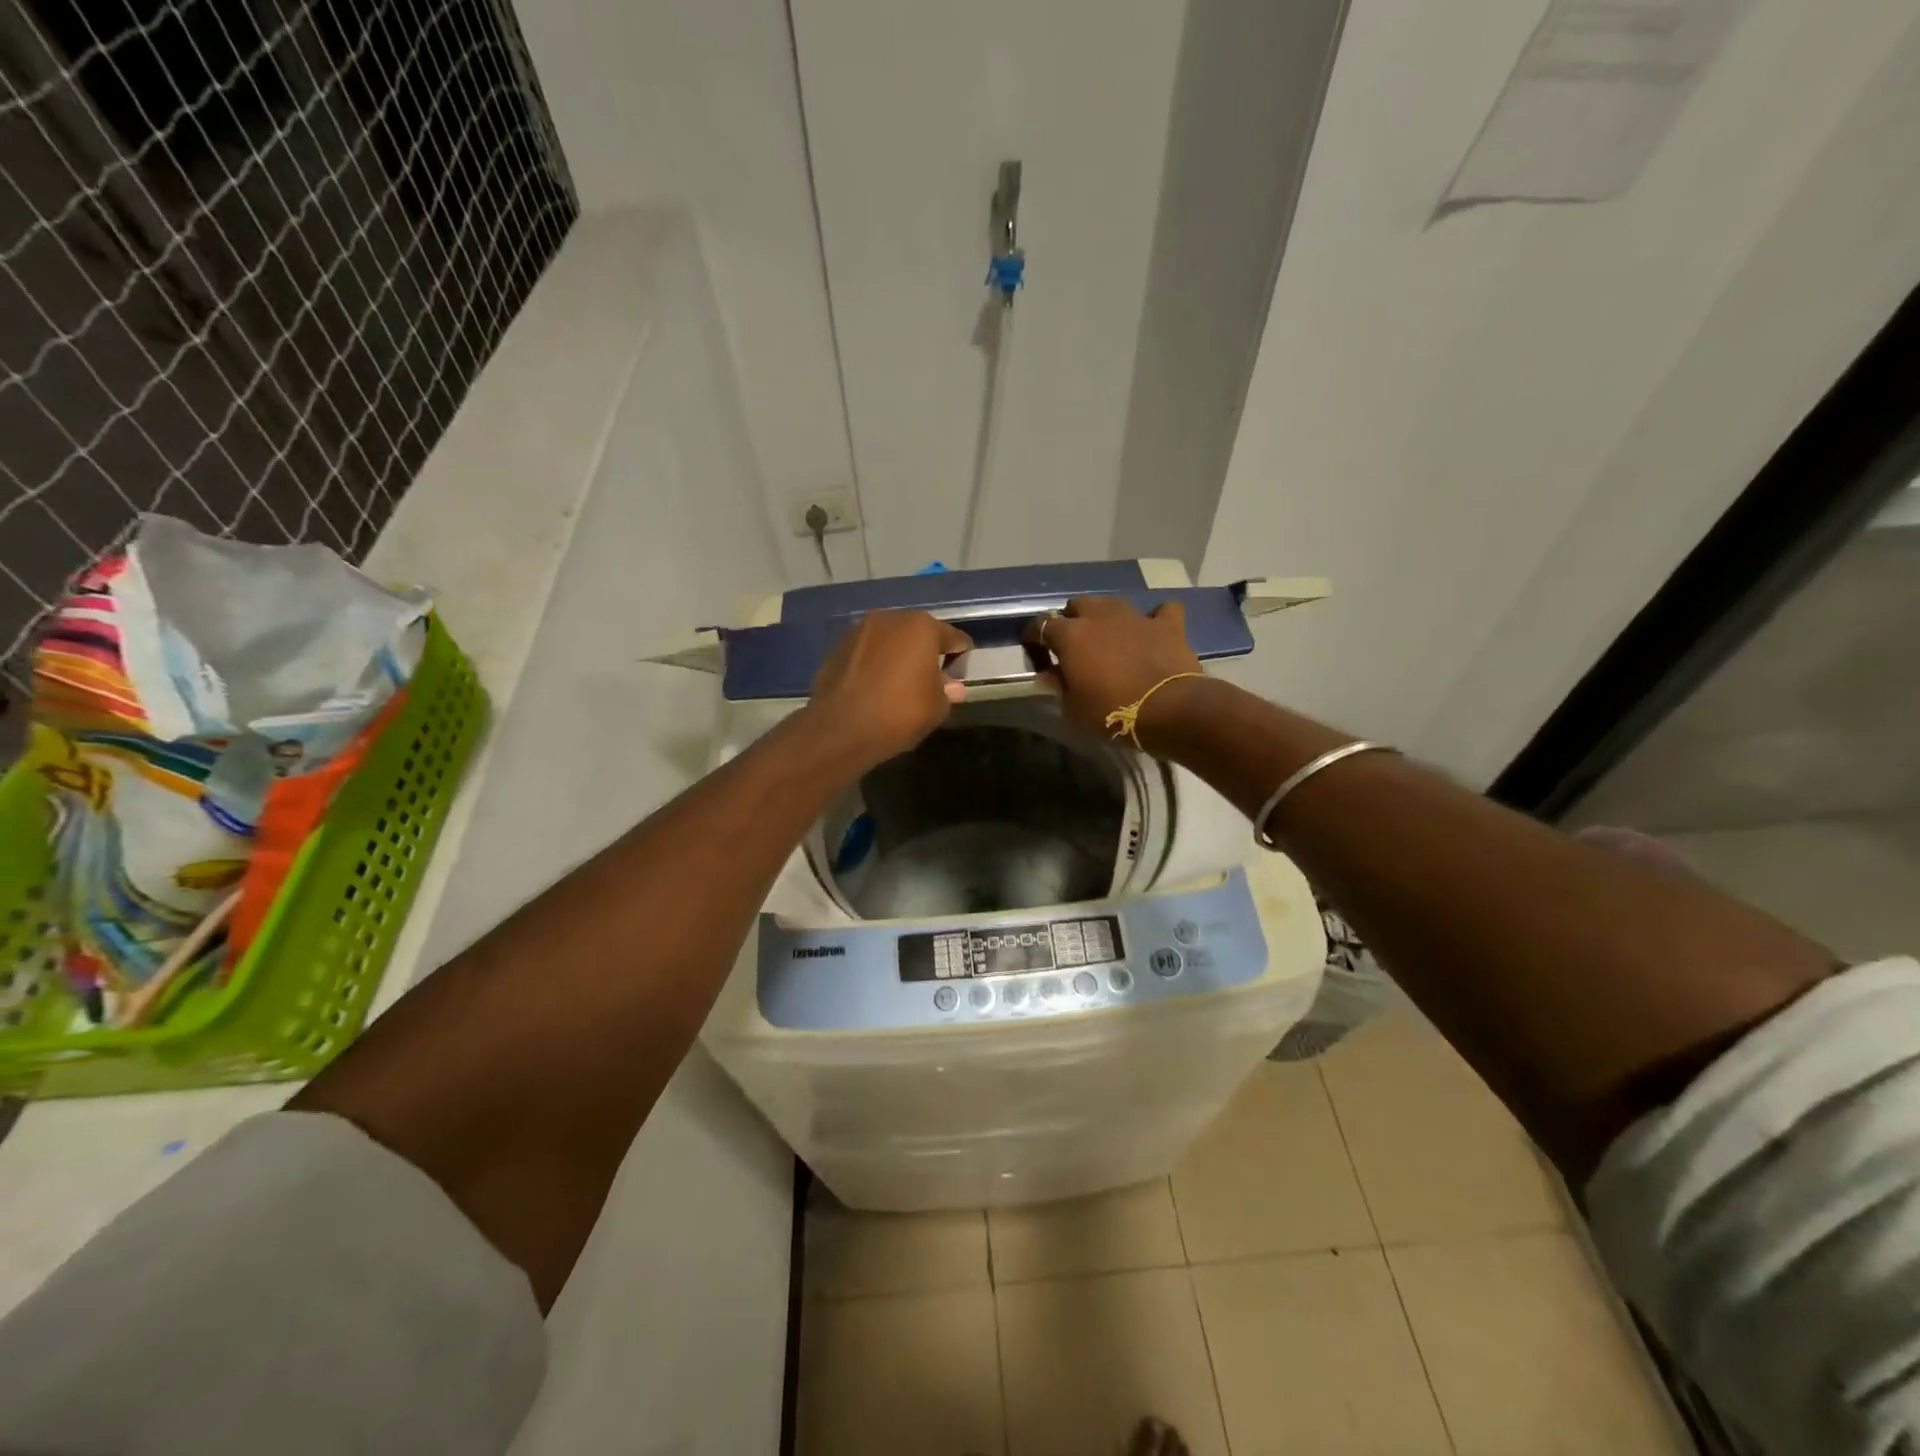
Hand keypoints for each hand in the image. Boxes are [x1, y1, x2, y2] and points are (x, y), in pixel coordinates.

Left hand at [804, 610, 972, 768]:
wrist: (840, 730)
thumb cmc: (899, 714)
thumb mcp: (936, 708)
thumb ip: (948, 691)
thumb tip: (952, 687)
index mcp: (922, 627)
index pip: (954, 639)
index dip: (959, 660)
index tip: (955, 682)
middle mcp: (891, 619)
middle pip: (919, 633)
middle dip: (927, 654)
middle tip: (928, 682)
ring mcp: (860, 630)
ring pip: (891, 640)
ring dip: (898, 656)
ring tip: (898, 685)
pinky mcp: (838, 646)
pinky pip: (868, 651)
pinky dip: (875, 663)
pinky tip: (874, 687)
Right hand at [1023, 596, 1203, 746]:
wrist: (1169, 709)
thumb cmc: (1112, 711)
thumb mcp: (1073, 709)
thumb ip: (1059, 685)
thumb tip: (1050, 673)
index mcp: (1071, 635)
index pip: (1041, 625)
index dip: (1034, 636)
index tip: (1035, 650)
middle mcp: (1100, 616)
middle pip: (1077, 605)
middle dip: (1072, 619)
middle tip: (1074, 643)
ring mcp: (1136, 616)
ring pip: (1113, 602)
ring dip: (1106, 616)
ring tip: (1109, 635)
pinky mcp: (1167, 624)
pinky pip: (1160, 611)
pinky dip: (1155, 619)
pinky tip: (1153, 631)